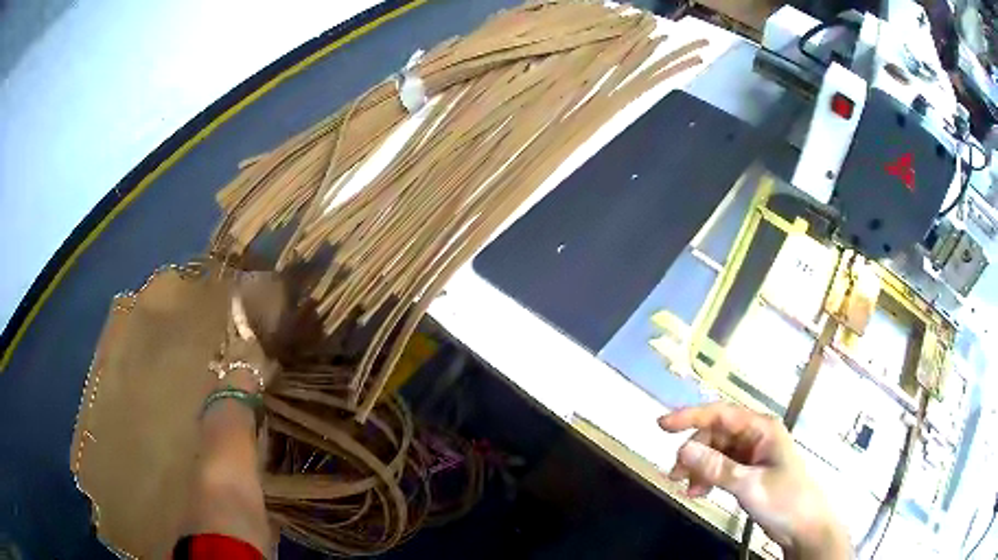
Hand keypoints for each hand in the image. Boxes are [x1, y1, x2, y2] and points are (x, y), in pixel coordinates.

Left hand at [214, 271, 287, 391]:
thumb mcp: (272, 368)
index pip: (241, 319)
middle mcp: (233, 344)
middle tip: (229, 314)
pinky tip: (215, 364)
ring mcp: (224, 356)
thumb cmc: (258, 373)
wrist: (240, 388)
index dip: (237, 307)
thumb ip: (273, 362)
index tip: (234, 294)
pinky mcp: (219, 369)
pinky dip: (216, 362)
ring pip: (222, 345)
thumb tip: (277, 358)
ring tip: (224, 339)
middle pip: (229, 329)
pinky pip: (216, 363)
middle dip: (229, 321)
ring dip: (223, 341)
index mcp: (247, 339)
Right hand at [658, 403, 850, 558]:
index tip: (661, 425)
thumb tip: (683, 449)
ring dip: (699, 468)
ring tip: (687, 489)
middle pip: (715, 435)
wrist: (803, 526)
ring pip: (715, 452)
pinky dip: (708, 477)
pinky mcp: (749, 470)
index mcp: (762, 429)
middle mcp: (756, 436)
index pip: (721, 414)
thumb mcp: (749, 485)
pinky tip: (699, 492)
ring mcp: (753, 453)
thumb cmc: (784, 499)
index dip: (690, 417)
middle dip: (694, 453)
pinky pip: (721, 466)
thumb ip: (717, 467)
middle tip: (675, 476)